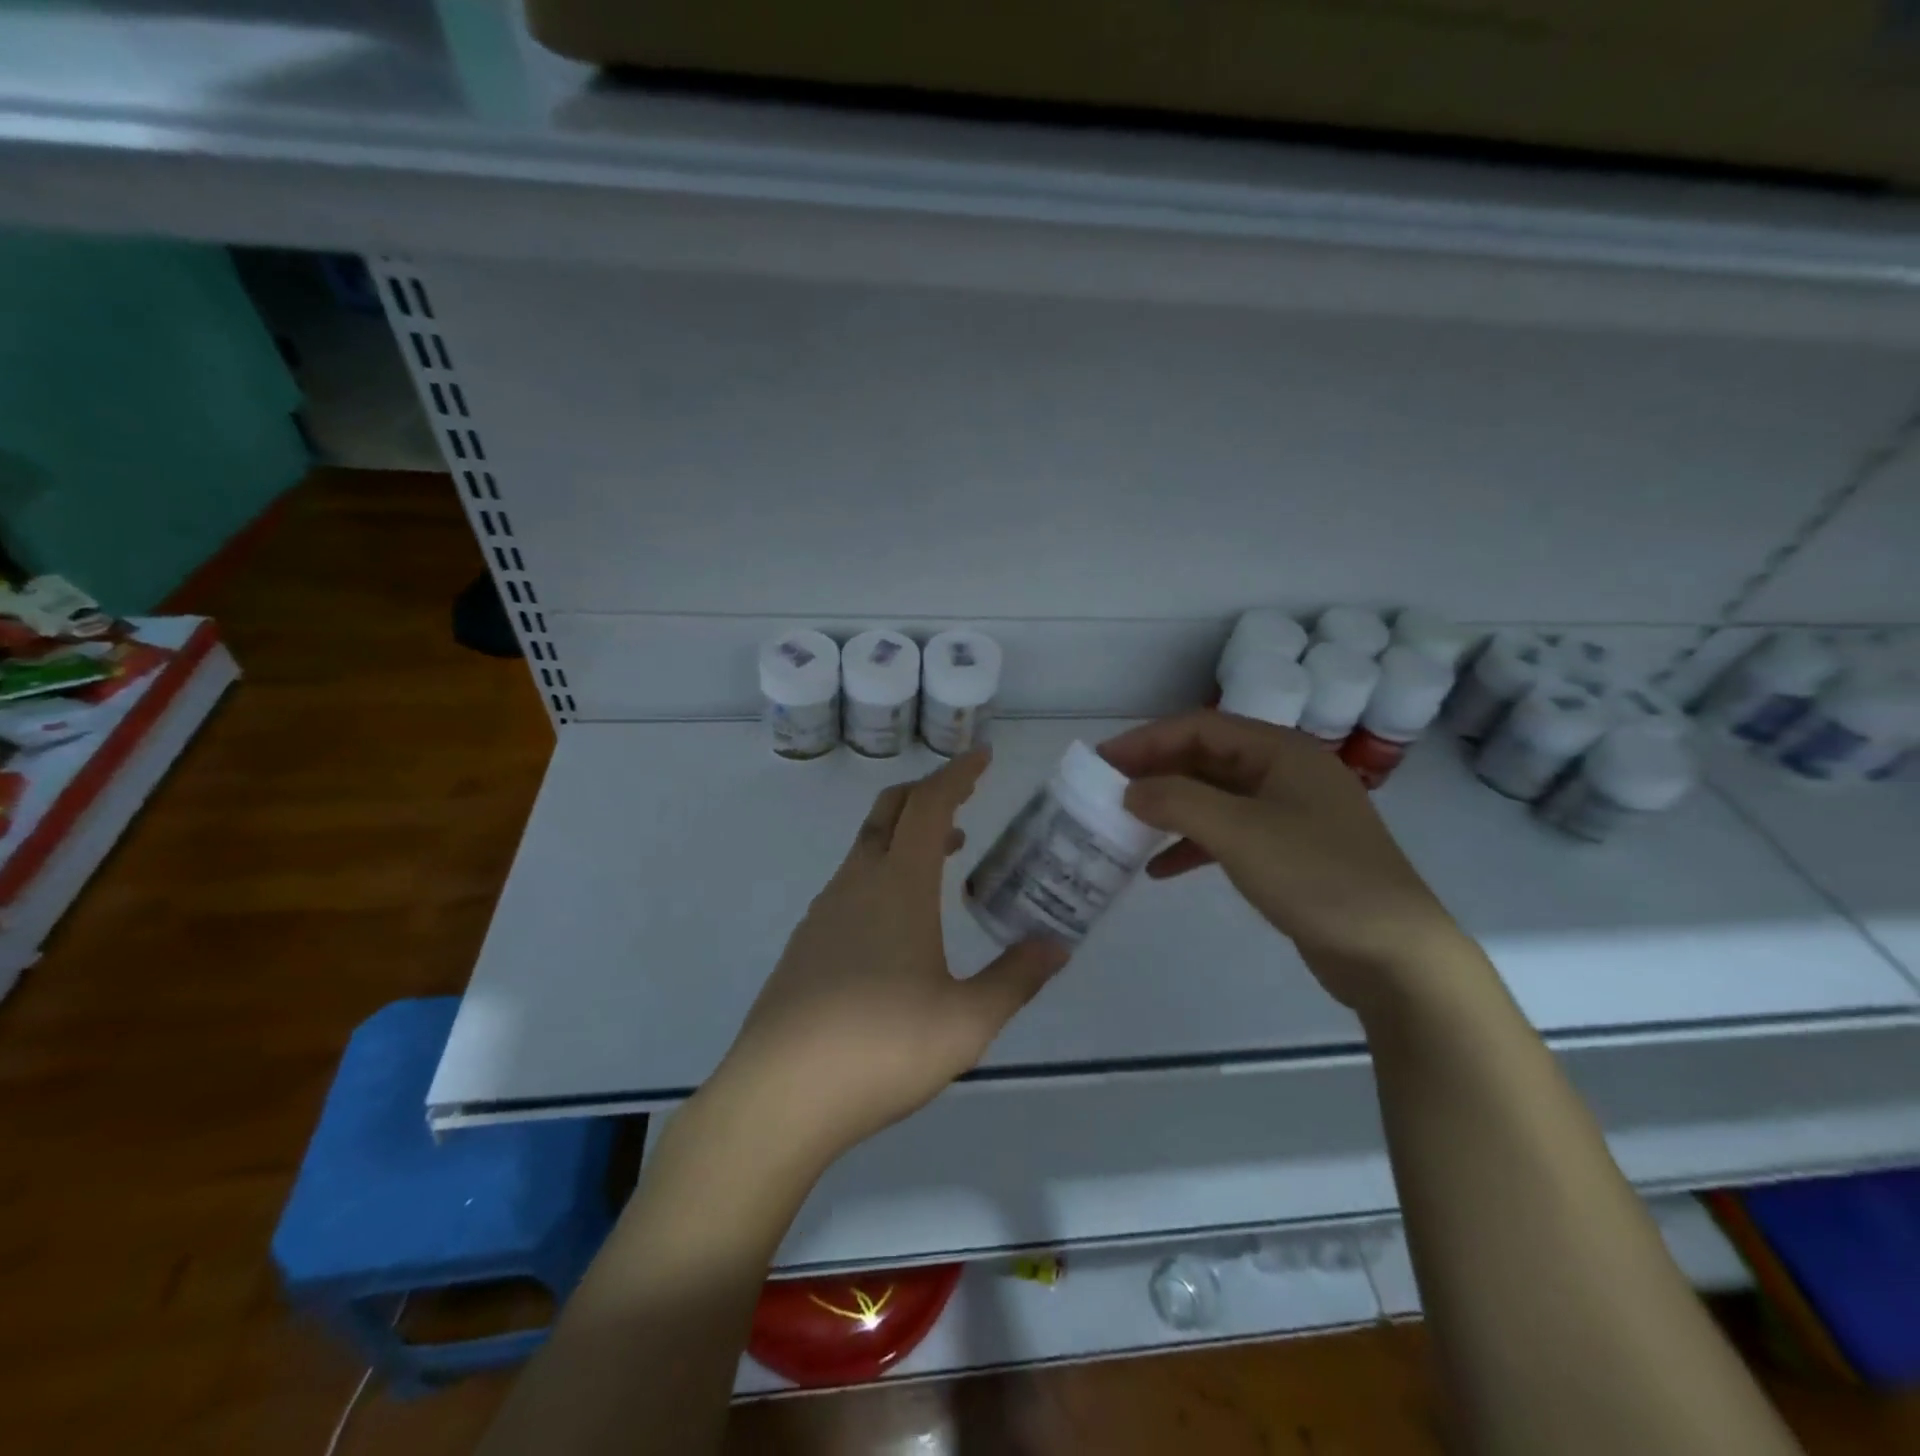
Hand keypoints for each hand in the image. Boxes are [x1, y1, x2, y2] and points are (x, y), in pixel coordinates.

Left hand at [709, 749, 1069, 1171]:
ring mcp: (824, 911)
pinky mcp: (806, 943)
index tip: (981, 756)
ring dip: (907, 835)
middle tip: (965, 797)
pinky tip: (898, 919)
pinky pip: (851, 882)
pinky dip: (884, 871)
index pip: (929, 806)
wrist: (779, 1095)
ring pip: (867, 848)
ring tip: (946, 855)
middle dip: (928, 792)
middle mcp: (857, 883)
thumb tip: (1058, 946)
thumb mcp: (967, 1021)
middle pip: (890, 812)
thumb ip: (1016, 978)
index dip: (957, 774)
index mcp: (899, 885)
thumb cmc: (882, 1048)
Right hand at [1100, 711, 1468, 1011]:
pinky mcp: (1288, 853)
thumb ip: (1177, 802)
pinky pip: (1227, 835)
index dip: (1147, 740)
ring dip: (1169, 809)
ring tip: (1125, 826)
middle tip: (1106, 791)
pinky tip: (1158, 870)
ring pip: (1214, 798)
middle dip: (1155, 773)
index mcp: (1282, 751)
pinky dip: (1191, 846)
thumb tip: (1128, 790)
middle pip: (1206, 759)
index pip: (1201, 727)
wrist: (1393, 953)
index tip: (1102, 760)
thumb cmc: (1317, 877)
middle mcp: (1285, 773)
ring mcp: (1289, 814)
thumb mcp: (1239, 832)